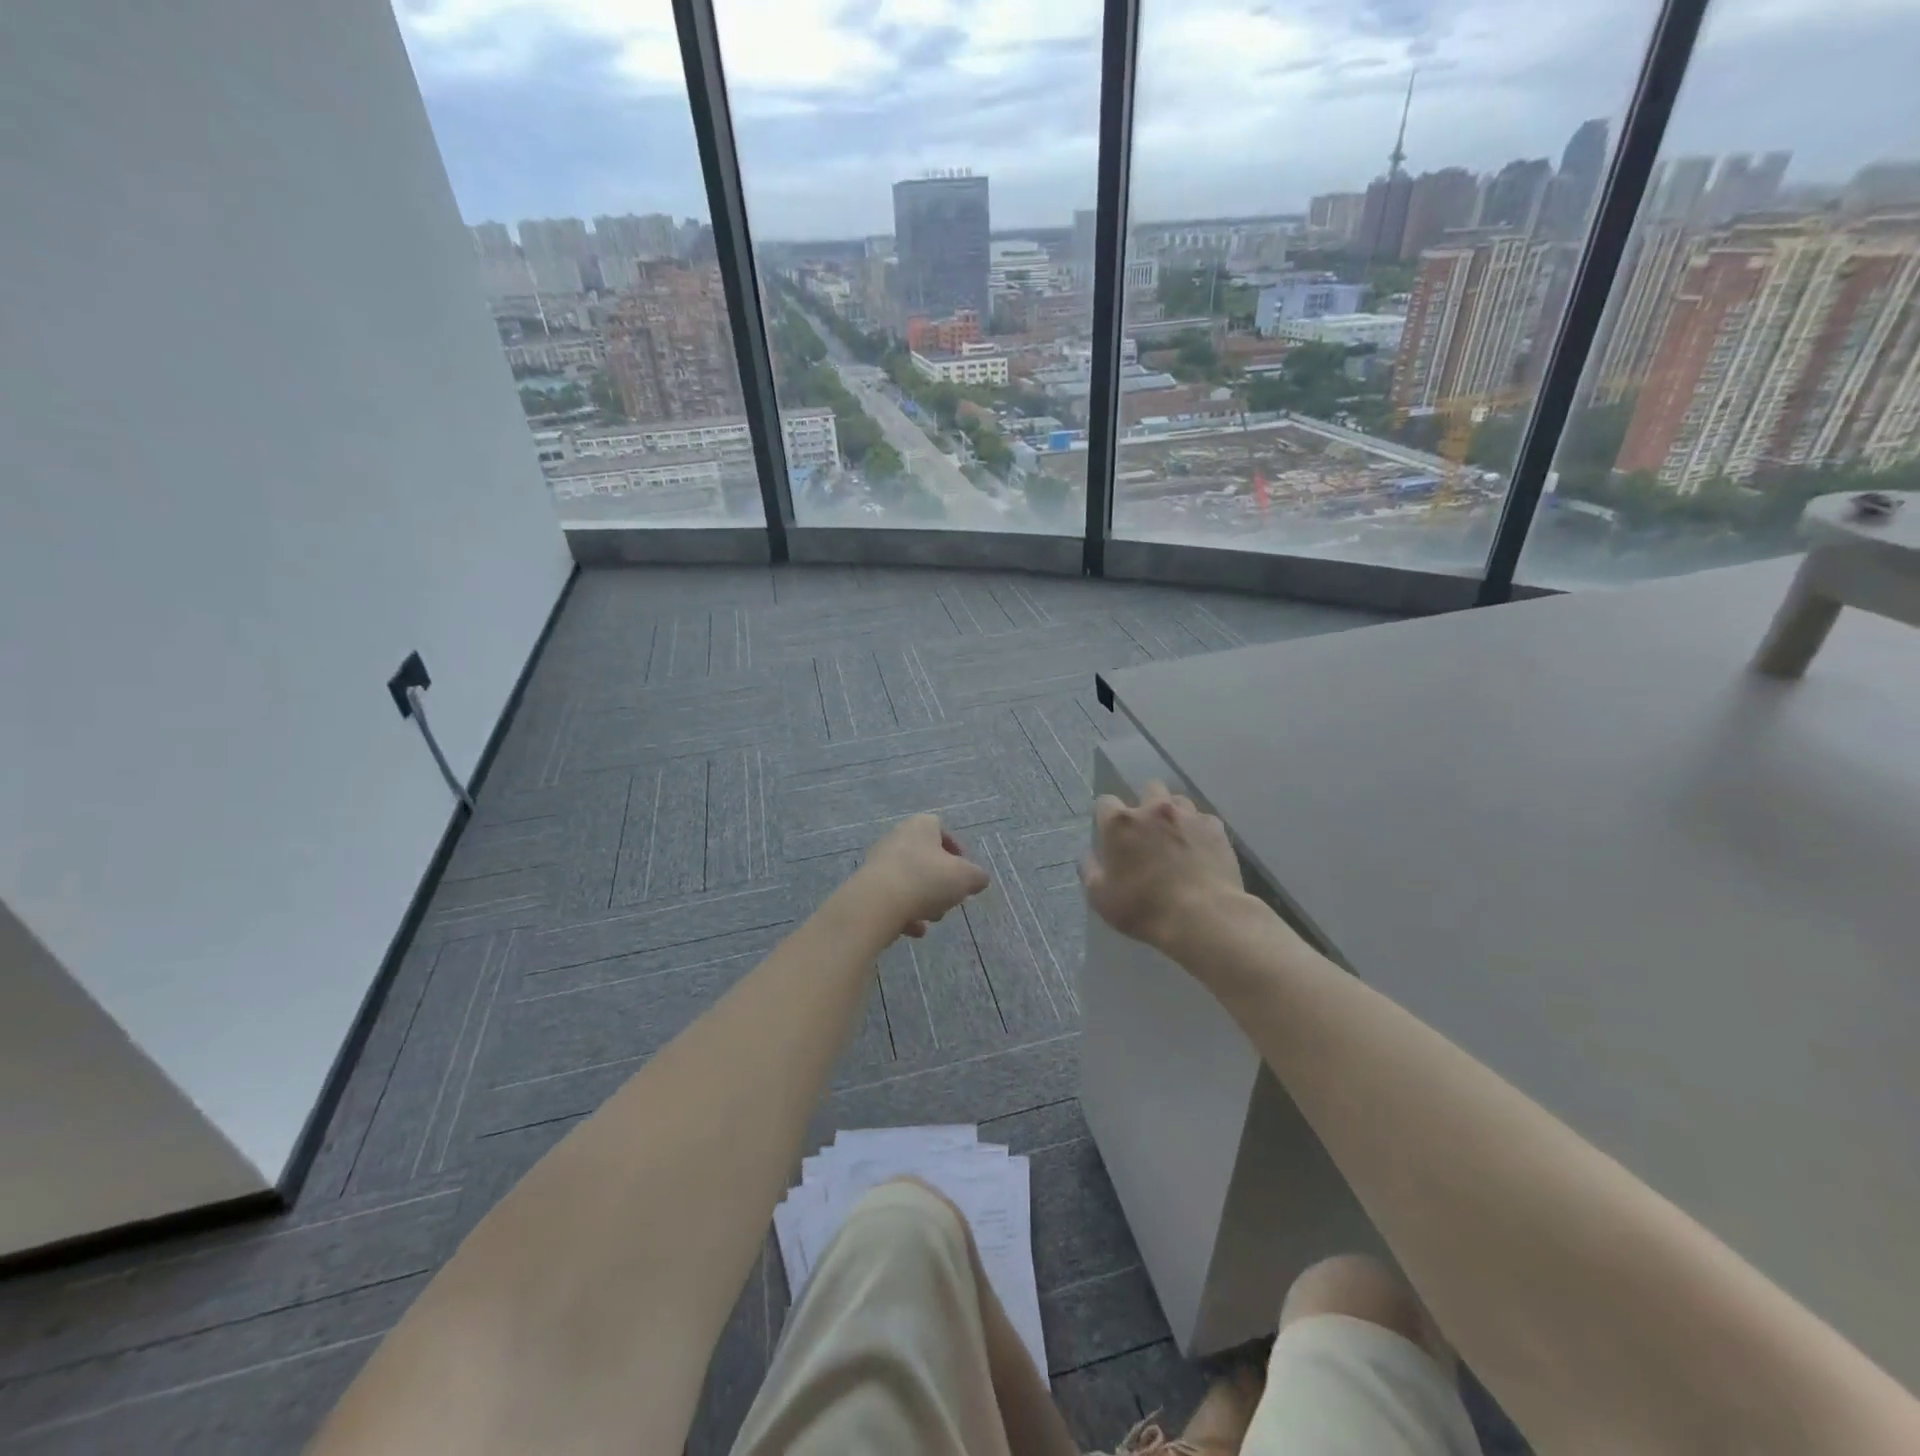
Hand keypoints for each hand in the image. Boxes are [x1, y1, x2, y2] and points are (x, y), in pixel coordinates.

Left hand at [859, 814, 990, 937]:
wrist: (877, 903)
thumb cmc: (926, 879)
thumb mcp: (966, 877)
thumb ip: (977, 877)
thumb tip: (979, 879)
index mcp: (921, 825)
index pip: (942, 829)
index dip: (957, 851)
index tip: (965, 873)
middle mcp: (897, 837)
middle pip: (926, 859)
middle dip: (941, 882)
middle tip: (950, 898)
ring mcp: (879, 862)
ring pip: (910, 881)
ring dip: (924, 900)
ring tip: (932, 917)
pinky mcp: (867, 886)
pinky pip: (893, 899)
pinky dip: (905, 913)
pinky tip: (914, 930)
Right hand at [1083, 781, 1243, 952]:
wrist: (1201, 917)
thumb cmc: (1143, 908)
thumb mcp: (1100, 897)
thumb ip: (1090, 870)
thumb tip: (1089, 855)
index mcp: (1120, 823)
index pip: (1105, 802)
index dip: (1107, 817)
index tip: (1111, 834)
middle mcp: (1153, 810)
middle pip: (1148, 788)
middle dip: (1146, 804)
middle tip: (1147, 830)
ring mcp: (1188, 816)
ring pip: (1178, 801)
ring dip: (1174, 814)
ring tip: (1176, 837)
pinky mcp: (1215, 829)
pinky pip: (1204, 820)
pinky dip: (1199, 830)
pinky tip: (1200, 849)